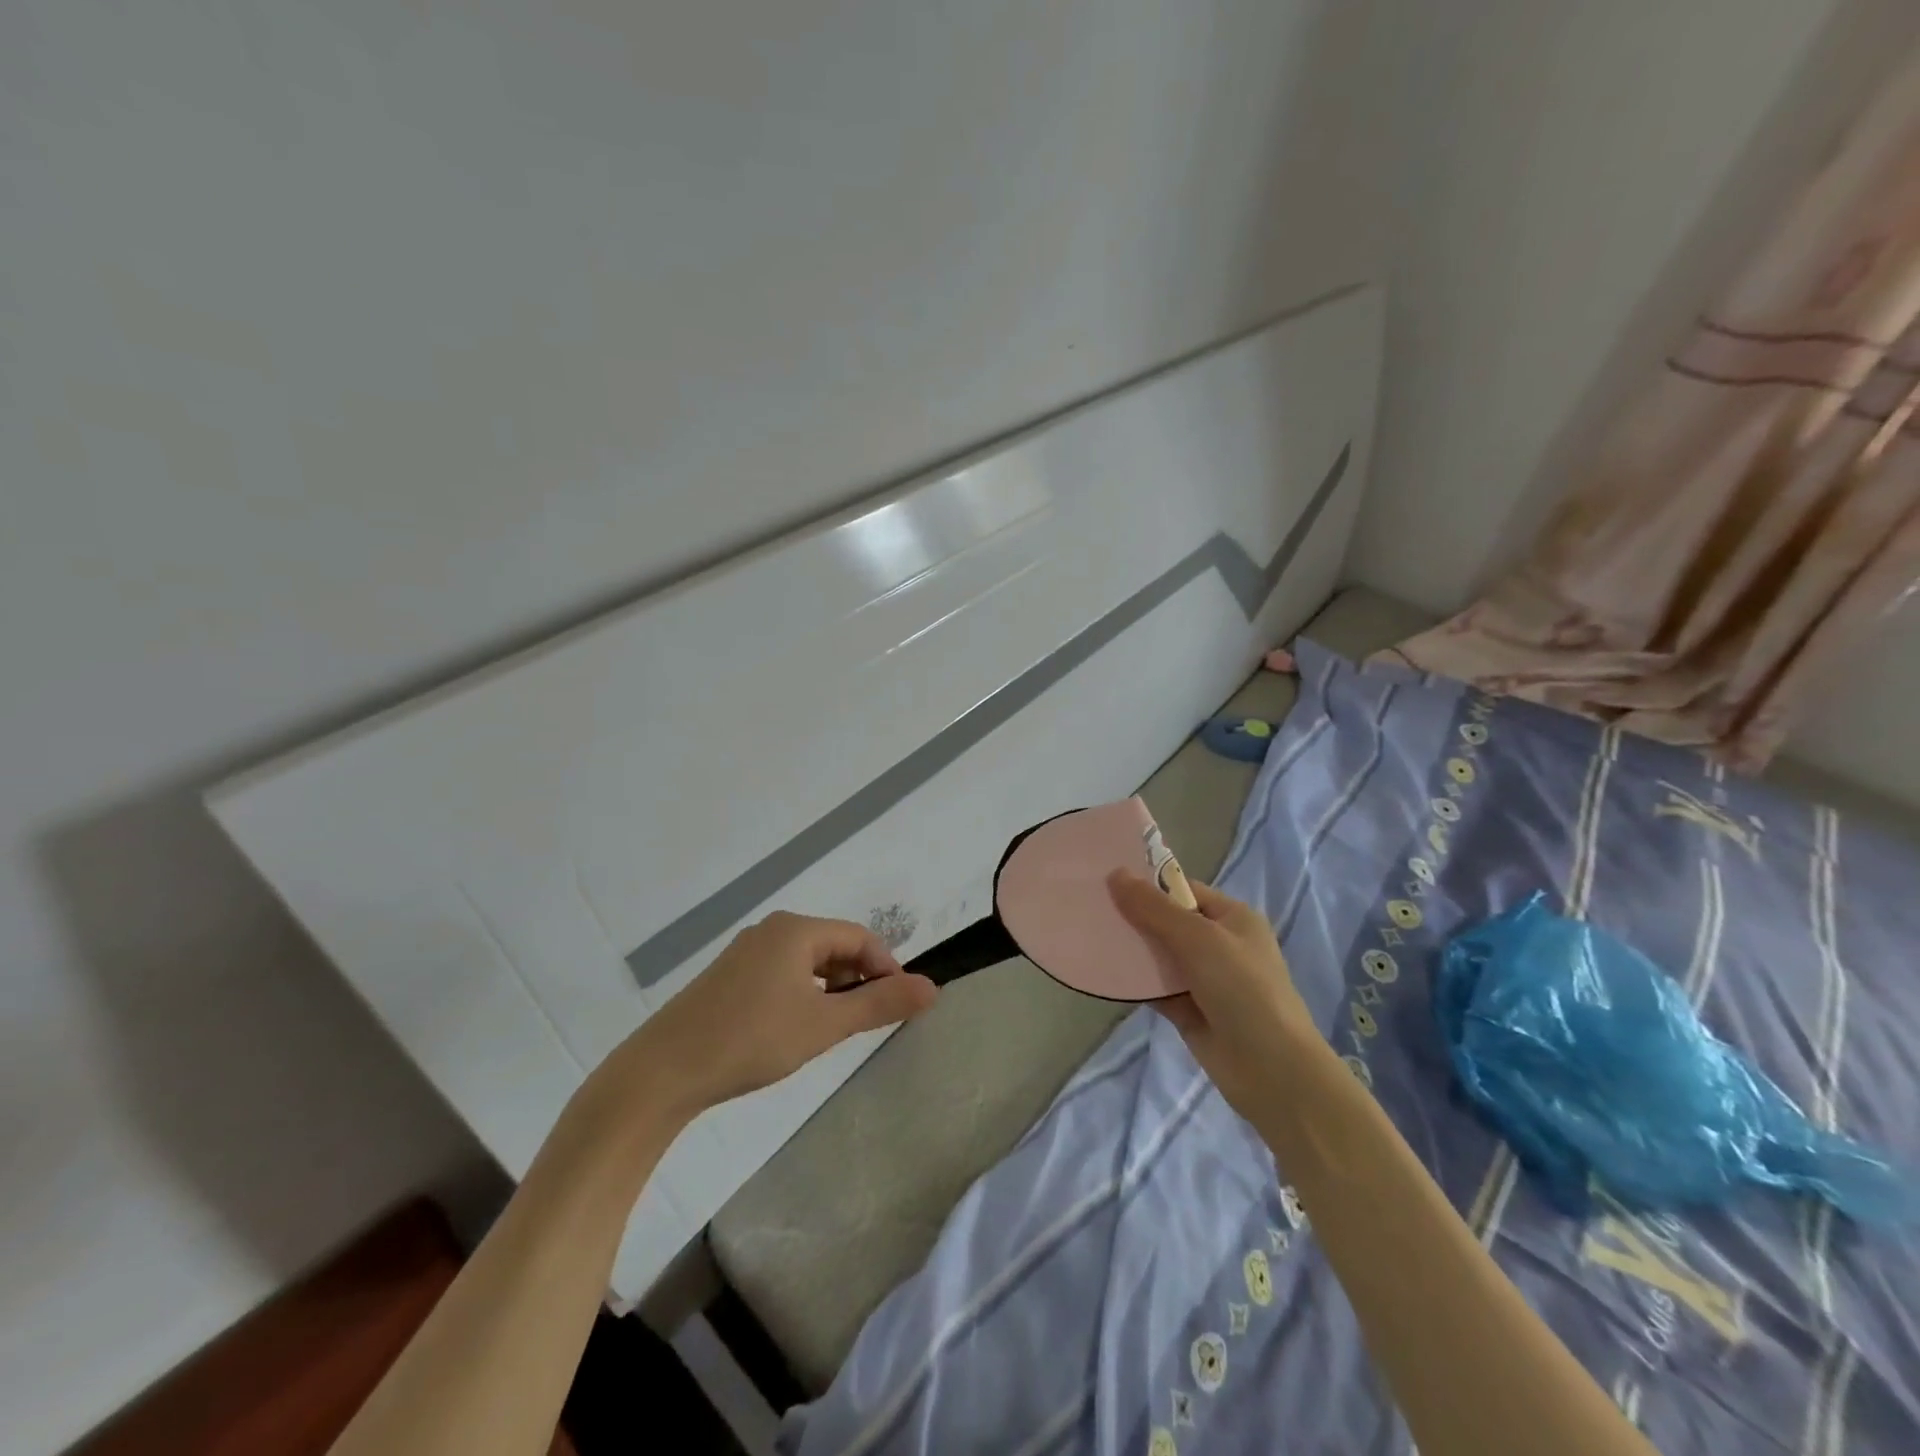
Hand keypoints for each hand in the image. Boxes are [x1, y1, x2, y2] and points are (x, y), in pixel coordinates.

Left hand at [614, 911, 937, 1117]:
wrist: (662, 1071)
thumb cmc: (751, 1040)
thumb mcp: (824, 1024)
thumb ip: (879, 1003)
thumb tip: (933, 987)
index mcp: (796, 929)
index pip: (860, 937)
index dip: (886, 968)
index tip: (899, 1006)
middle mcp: (772, 930)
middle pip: (833, 946)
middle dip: (858, 979)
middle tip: (867, 1023)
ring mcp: (746, 952)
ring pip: (807, 962)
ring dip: (831, 989)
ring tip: (834, 1030)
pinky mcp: (729, 977)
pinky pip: (782, 973)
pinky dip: (802, 994)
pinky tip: (796, 1028)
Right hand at [1108, 871, 1323, 1114]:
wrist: (1272, 1071)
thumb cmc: (1243, 989)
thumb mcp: (1198, 938)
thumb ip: (1154, 908)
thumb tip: (1115, 874)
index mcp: (1233, 918)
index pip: (1183, 891)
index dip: (1148, 886)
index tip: (1106, 882)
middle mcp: (1220, 945)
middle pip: (1168, 922)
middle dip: (1134, 917)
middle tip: (1089, 907)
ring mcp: (1205, 980)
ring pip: (1159, 956)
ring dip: (1131, 949)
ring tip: (1088, 935)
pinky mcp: (1189, 1011)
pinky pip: (1156, 988)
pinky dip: (1134, 982)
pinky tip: (1103, 972)